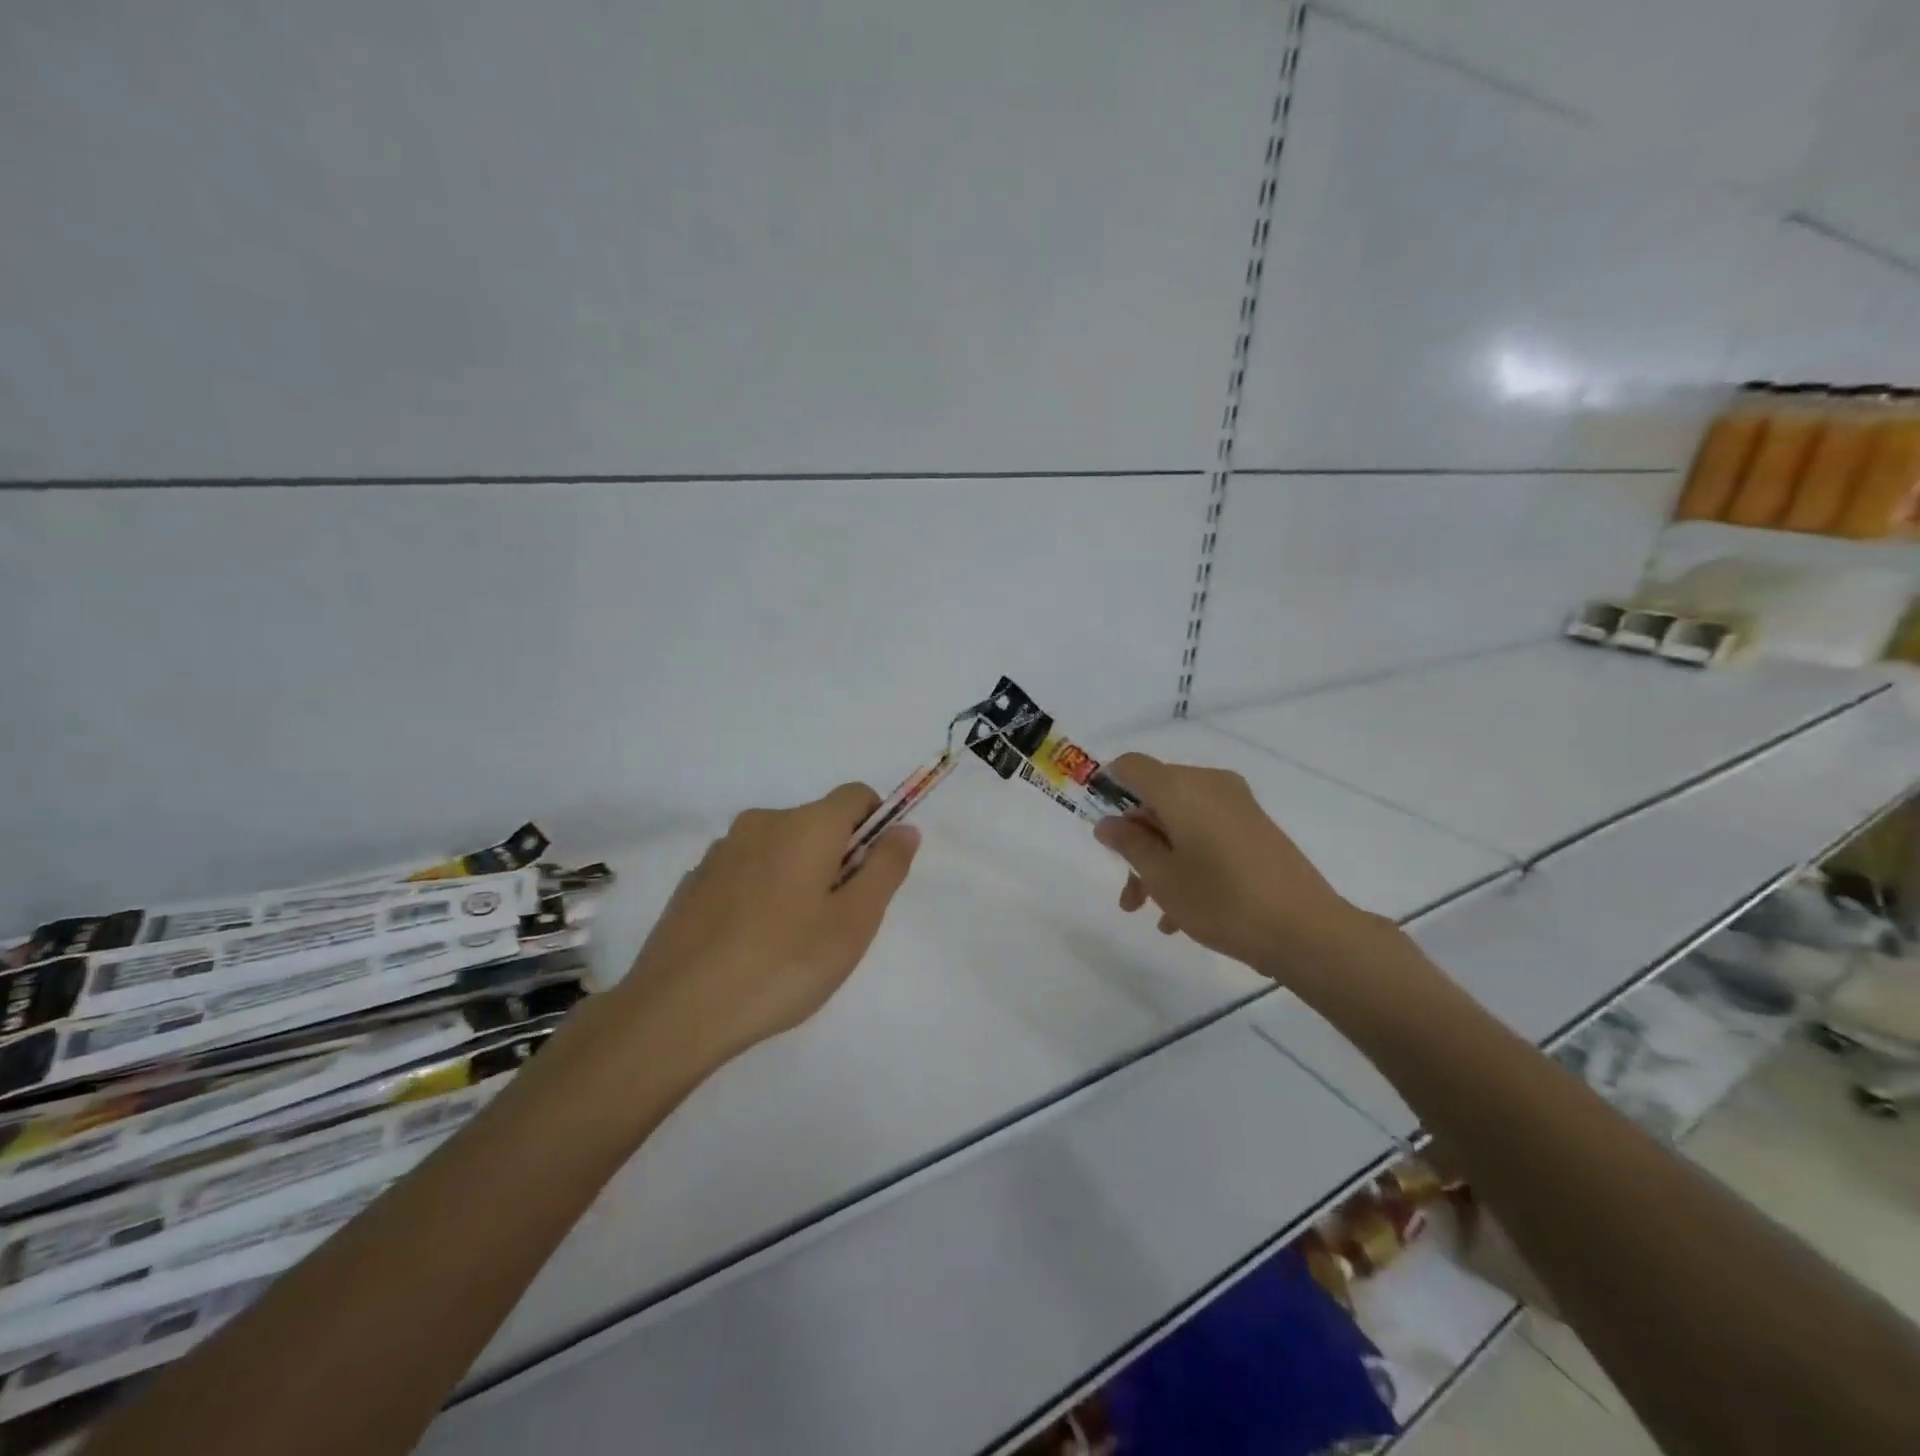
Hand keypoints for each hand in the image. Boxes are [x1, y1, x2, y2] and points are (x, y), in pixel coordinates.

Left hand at [611, 783, 920, 1066]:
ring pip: (781, 848)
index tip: (874, 875)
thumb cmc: (783, 963)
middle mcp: (762, 822)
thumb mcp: (854, 922)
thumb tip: (905, 828)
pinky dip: (762, 892)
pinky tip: (751, 944)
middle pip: (818, 823)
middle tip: (837, 921)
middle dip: (838, 858)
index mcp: (806, 824)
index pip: (857, 795)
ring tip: (792, 940)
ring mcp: (722, 850)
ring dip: (799, 876)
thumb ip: (886, 868)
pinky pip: (746, 871)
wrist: (677, 1010)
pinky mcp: (695, 880)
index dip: (877, 825)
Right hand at [1094, 753, 1379, 984]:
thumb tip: (1109, 823)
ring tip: (1152, 912)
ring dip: (1159, 860)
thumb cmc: (1223, 901)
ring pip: (1180, 821)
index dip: (1108, 788)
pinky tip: (1181, 914)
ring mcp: (1237, 806)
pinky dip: (1188, 861)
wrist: (1308, 932)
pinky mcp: (1255, 828)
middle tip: (1128, 892)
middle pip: (1155, 799)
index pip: (1131, 766)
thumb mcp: (1162, 877)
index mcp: (1182, 788)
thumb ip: (1129, 844)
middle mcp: (1210, 785)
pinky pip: (1206, 833)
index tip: (1102, 829)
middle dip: (1135, 842)